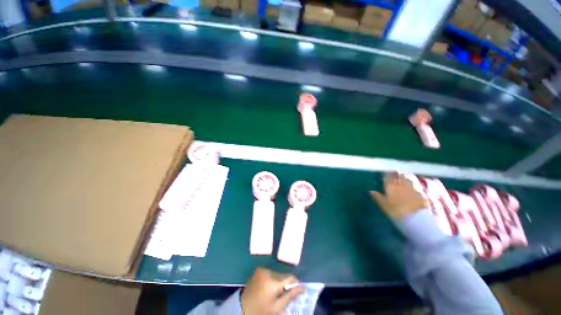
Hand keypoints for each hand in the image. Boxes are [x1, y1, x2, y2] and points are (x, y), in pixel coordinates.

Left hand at [241, 268, 304, 314]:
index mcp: (273, 282)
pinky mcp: (258, 269)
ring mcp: (262, 269)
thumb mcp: (277, 308)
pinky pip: (270, 272)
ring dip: (279, 280)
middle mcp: (268, 272)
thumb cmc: (261, 311)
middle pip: (283, 275)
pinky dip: (272, 278)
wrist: (242, 308)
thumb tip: (303, 287)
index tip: (297, 289)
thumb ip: (291, 296)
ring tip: (275, 291)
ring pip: (277, 273)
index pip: (290, 277)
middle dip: (286, 283)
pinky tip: (268, 287)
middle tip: (283, 294)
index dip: (295, 283)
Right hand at [370, 172, 427, 219]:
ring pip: (407, 176)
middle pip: (398, 174)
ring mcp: (412, 186)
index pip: (387, 176)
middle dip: (395, 172)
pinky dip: (412, 179)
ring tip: (402, 175)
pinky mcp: (421, 191)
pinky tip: (411, 182)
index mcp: (390, 187)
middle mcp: (401, 184)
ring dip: (403, 174)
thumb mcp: (384, 206)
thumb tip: (370, 191)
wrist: (417, 219)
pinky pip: (415, 181)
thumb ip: (378, 197)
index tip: (384, 172)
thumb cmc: (397, 213)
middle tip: (393, 172)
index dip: (386, 173)